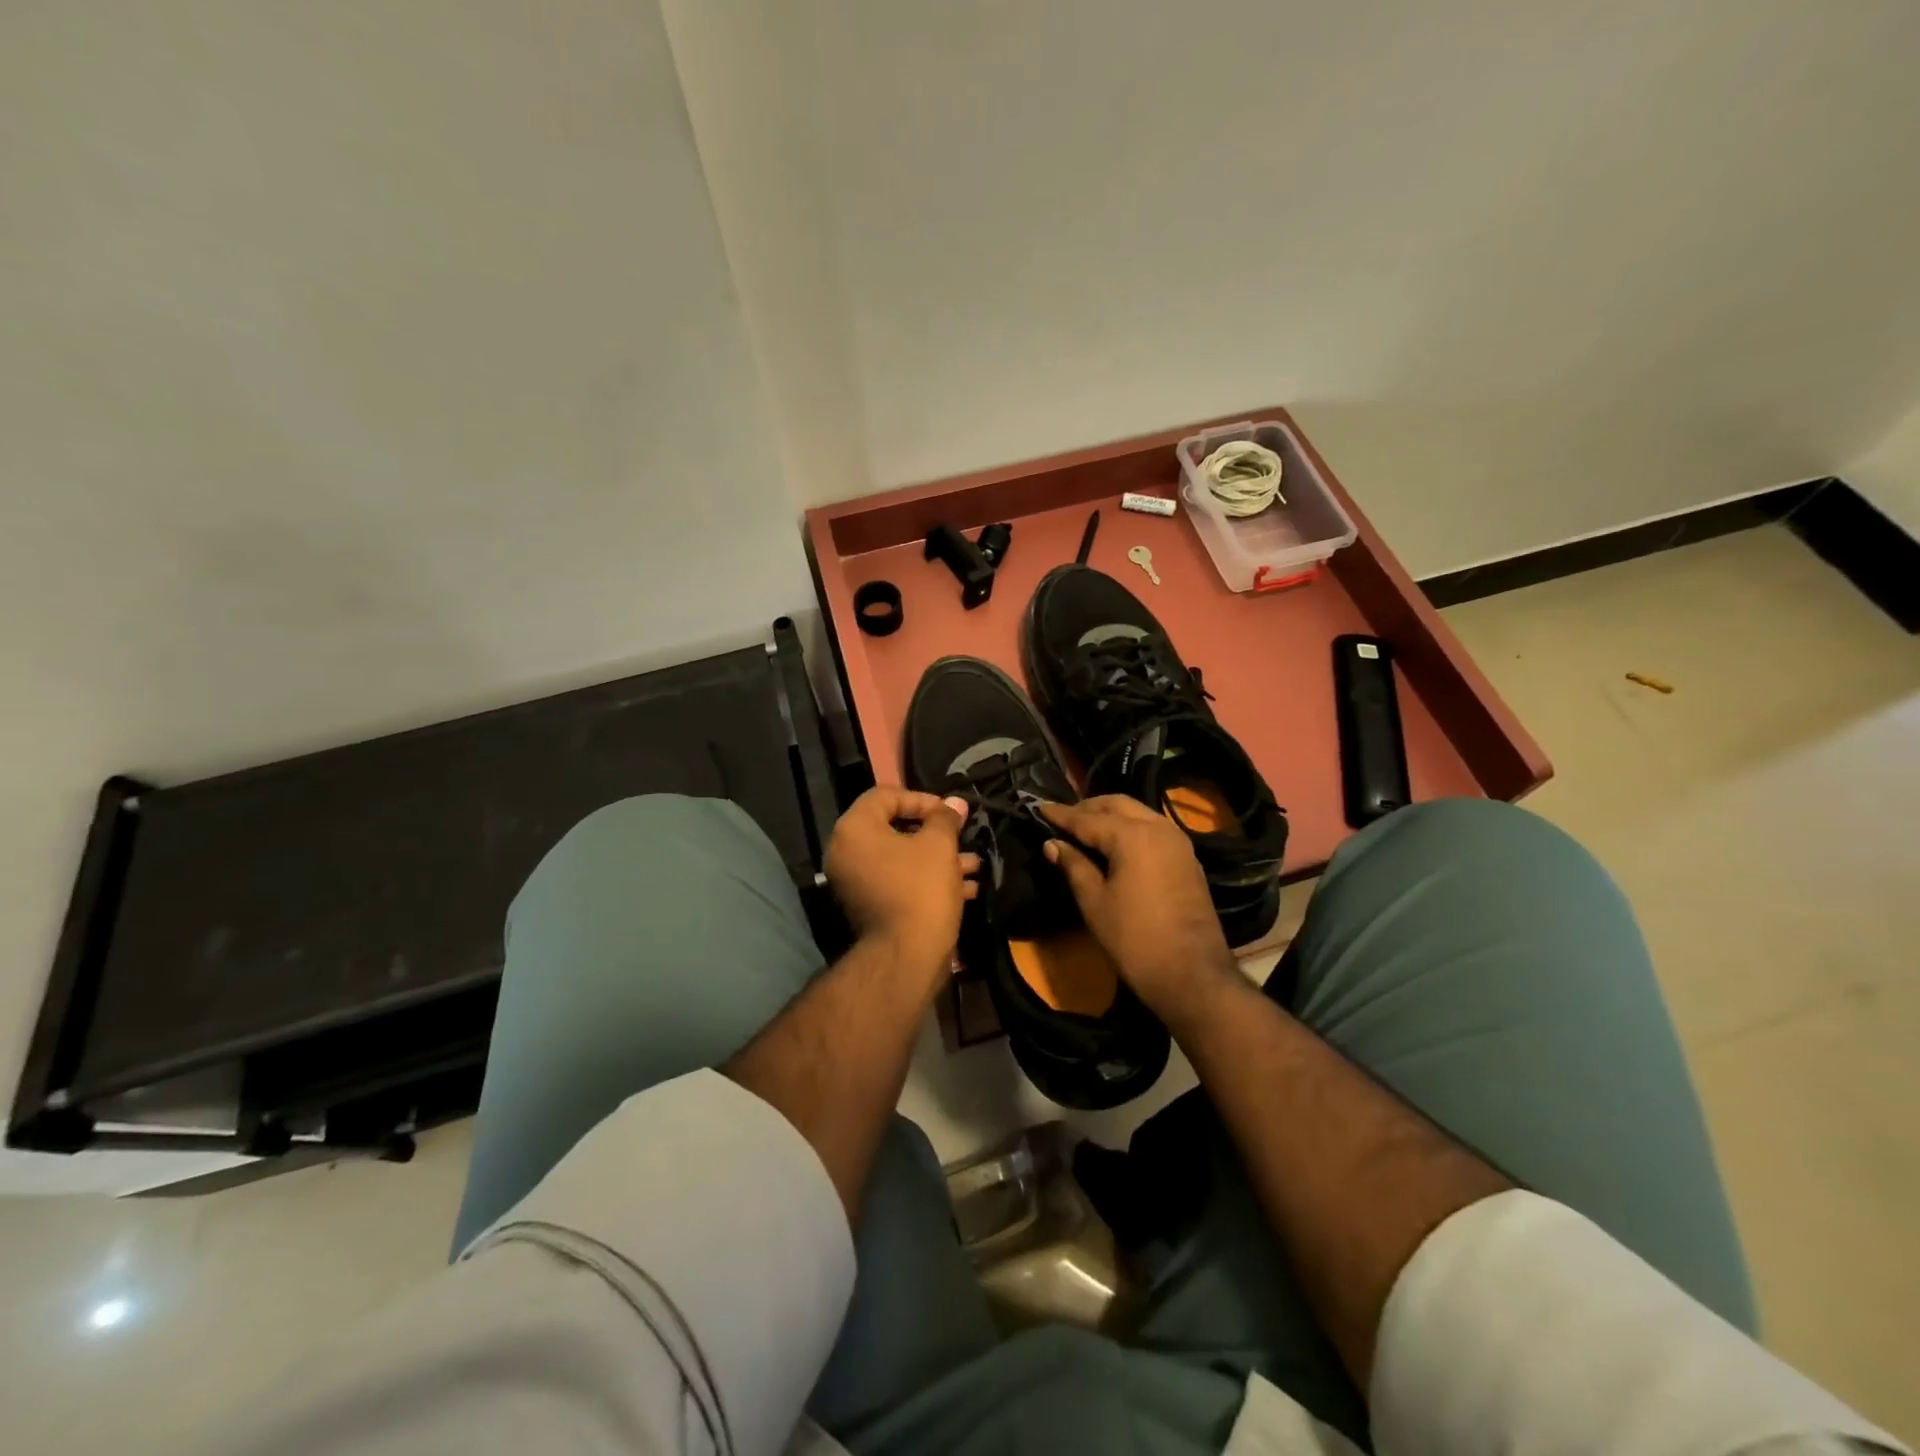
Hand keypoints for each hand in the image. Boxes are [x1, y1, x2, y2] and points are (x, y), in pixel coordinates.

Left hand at [825, 787, 978, 981]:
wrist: (906, 957)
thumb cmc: (921, 888)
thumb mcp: (939, 845)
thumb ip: (945, 818)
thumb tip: (955, 803)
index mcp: (854, 830)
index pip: (885, 796)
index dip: (922, 799)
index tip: (950, 813)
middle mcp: (846, 853)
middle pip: (894, 829)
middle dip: (936, 834)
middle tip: (963, 836)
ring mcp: (855, 883)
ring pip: (902, 859)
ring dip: (939, 859)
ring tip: (975, 865)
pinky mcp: (870, 907)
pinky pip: (899, 882)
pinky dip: (928, 880)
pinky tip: (967, 888)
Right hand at [1040, 796, 1238, 1021]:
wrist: (1192, 975)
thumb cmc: (1135, 939)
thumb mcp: (1094, 902)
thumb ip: (1073, 865)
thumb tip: (1052, 844)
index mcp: (1133, 835)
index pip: (1088, 818)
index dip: (1061, 815)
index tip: (1039, 808)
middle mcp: (1158, 827)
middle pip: (1117, 805)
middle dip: (1088, 808)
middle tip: (1062, 819)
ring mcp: (1178, 842)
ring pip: (1138, 813)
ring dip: (1111, 815)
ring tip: (1085, 829)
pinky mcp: (1188, 858)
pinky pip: (1153, 829)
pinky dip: (1131, 828)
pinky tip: (1115, 844)